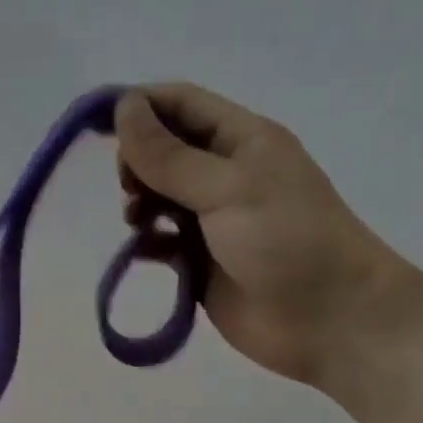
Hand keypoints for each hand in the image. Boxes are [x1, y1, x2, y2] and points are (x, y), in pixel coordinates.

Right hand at [115, 83, 409, 385]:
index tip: (95, 126)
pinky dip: (145, 242)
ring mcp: (213, 220)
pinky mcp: (201, 262)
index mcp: (241, 139)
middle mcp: (225, 173)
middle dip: (137, 161)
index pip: (180, 104)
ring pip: (159, 196)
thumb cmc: (285, 239)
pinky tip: (141, 250)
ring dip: (139, 202)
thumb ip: (169, 155)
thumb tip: (122, 109)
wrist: (327, 318)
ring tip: (138, 221)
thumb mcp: (226, 188)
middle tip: (130, 187)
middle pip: (164, 150)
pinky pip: (162, 242)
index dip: (138, 106)